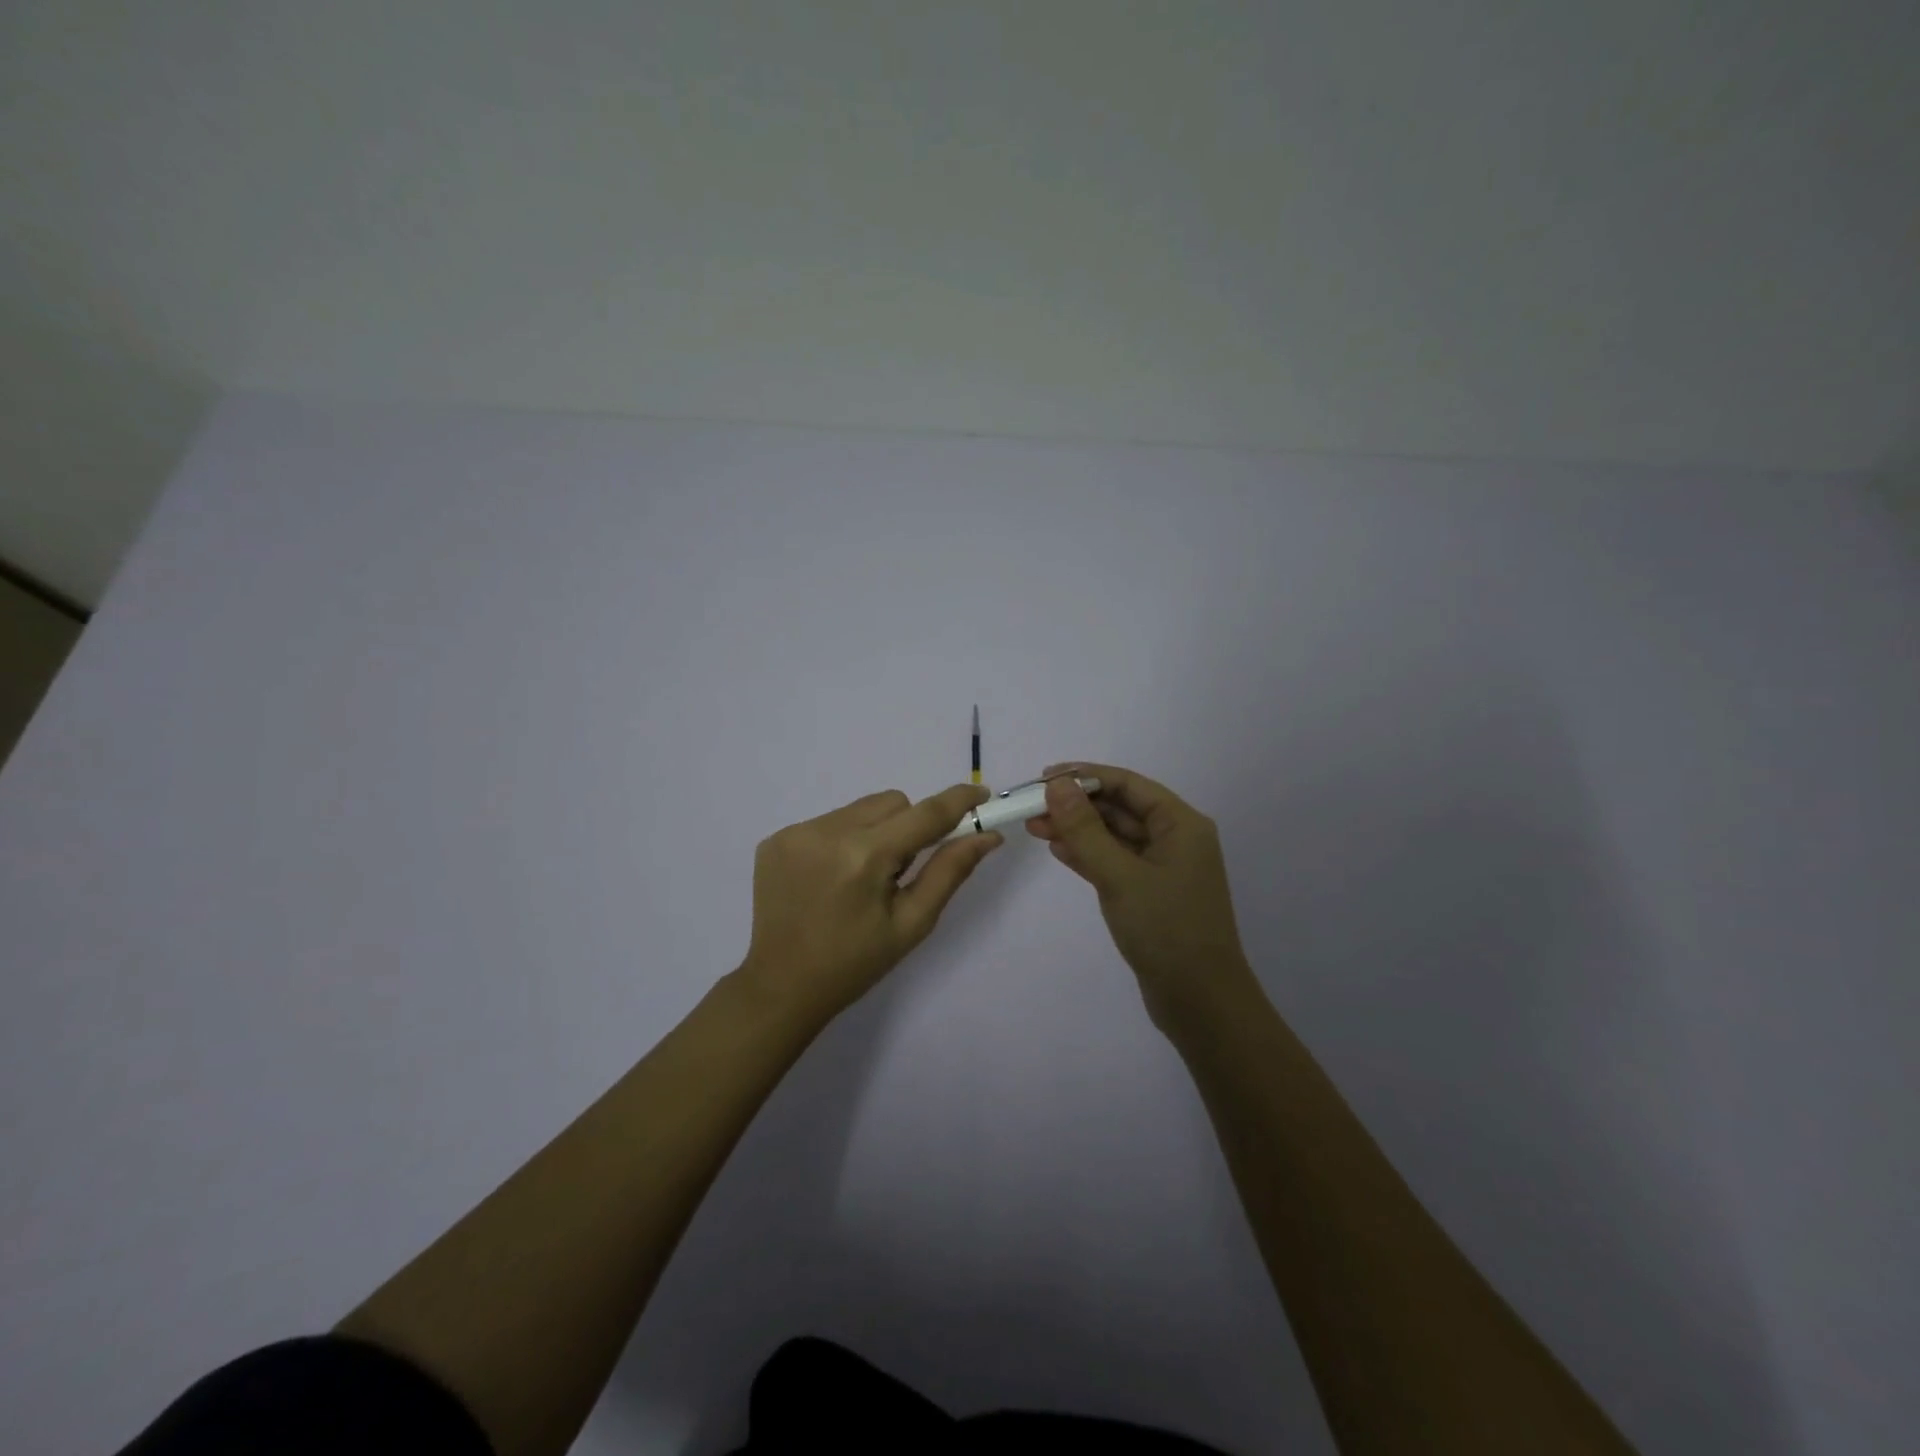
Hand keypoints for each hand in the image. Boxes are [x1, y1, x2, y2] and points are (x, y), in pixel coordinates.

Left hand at [740, 783, 1002, 1022]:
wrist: (781, 986)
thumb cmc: (855, 963)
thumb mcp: (912, 923)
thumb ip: (950, 871)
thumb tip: (988, 835)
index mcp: (865, 856)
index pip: (924, 813)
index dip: (958, 801)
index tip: (982, 794)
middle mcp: (828, 832)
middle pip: (892, 802)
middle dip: (909, 826)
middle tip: (901, 870)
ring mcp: (796, 832)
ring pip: (860, 809)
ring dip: (875, 831)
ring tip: (860, 878)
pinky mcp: (776, 839)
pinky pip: (828, 821)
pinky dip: (842, 840)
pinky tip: (831, 878)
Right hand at [1025, 762, 1256, 1031]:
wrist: (1200, 1002)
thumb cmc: (1166, 930)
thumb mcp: (1120, 875)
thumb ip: (1086, 829)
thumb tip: (1058, 785)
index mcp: (1181, 824)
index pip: (1128, 785)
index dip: (1085, 776)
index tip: (1044, 777)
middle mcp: (1175, 839)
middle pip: (1120, 808)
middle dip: (1076, 805)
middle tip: (1032, 805)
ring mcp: (1163, 868)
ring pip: (1114, 836)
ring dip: (1077, 829)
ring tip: (1035, 826)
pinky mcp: (1150, 893)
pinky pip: (1115, 862)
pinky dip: (1088, 854)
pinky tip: (1058, 849)